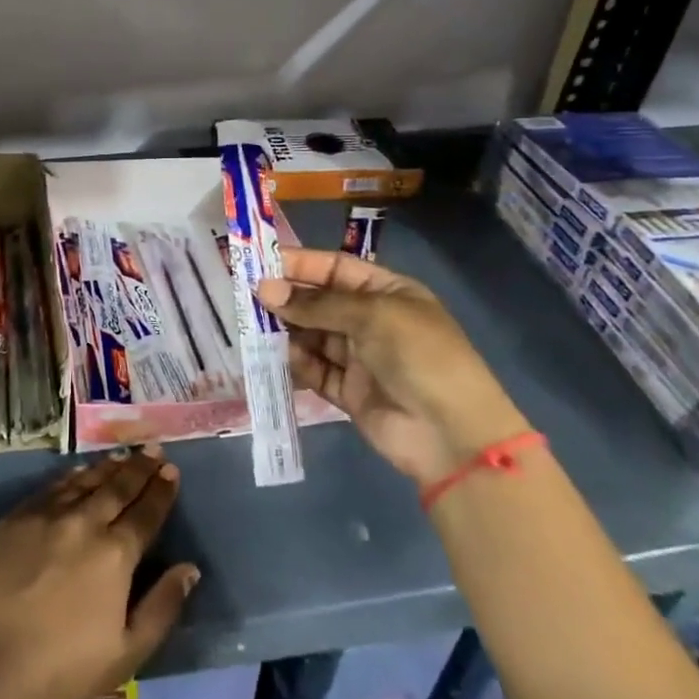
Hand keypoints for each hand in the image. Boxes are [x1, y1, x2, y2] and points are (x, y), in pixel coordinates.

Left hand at [0, 450, 199, 698]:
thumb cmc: (61, 668)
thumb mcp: (125, 653)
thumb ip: (161, 608)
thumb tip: (189, 569)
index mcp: (115, 554)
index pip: (145, 513)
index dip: (161, 491)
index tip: (171, 471)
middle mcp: (85, 523)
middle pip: (118, 488)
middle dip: (139, 468)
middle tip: (153, 450)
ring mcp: (48, 515)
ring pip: (86, 481)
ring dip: (108, 467)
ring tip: (123, 455)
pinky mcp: (17, 517)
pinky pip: (53, 486)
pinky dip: (72, 475)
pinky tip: (79, 471)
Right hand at [259, 248, 525, 483]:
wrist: (452, 435)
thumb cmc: (419, 356)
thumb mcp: (371, 316)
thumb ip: (317, 304)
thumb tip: (266, 290)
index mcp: (386, 292)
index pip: (335, 268)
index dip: (299, 264)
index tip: (259, 263)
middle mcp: (371, 320)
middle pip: (319, 301)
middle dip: (286, 297)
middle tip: (246, 295)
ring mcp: (359, 357)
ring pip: (312, 335)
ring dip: (286, 329)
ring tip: (254, 325)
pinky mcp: (348, 391)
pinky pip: (314, 369)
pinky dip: (295, 362)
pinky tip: (275, 356)